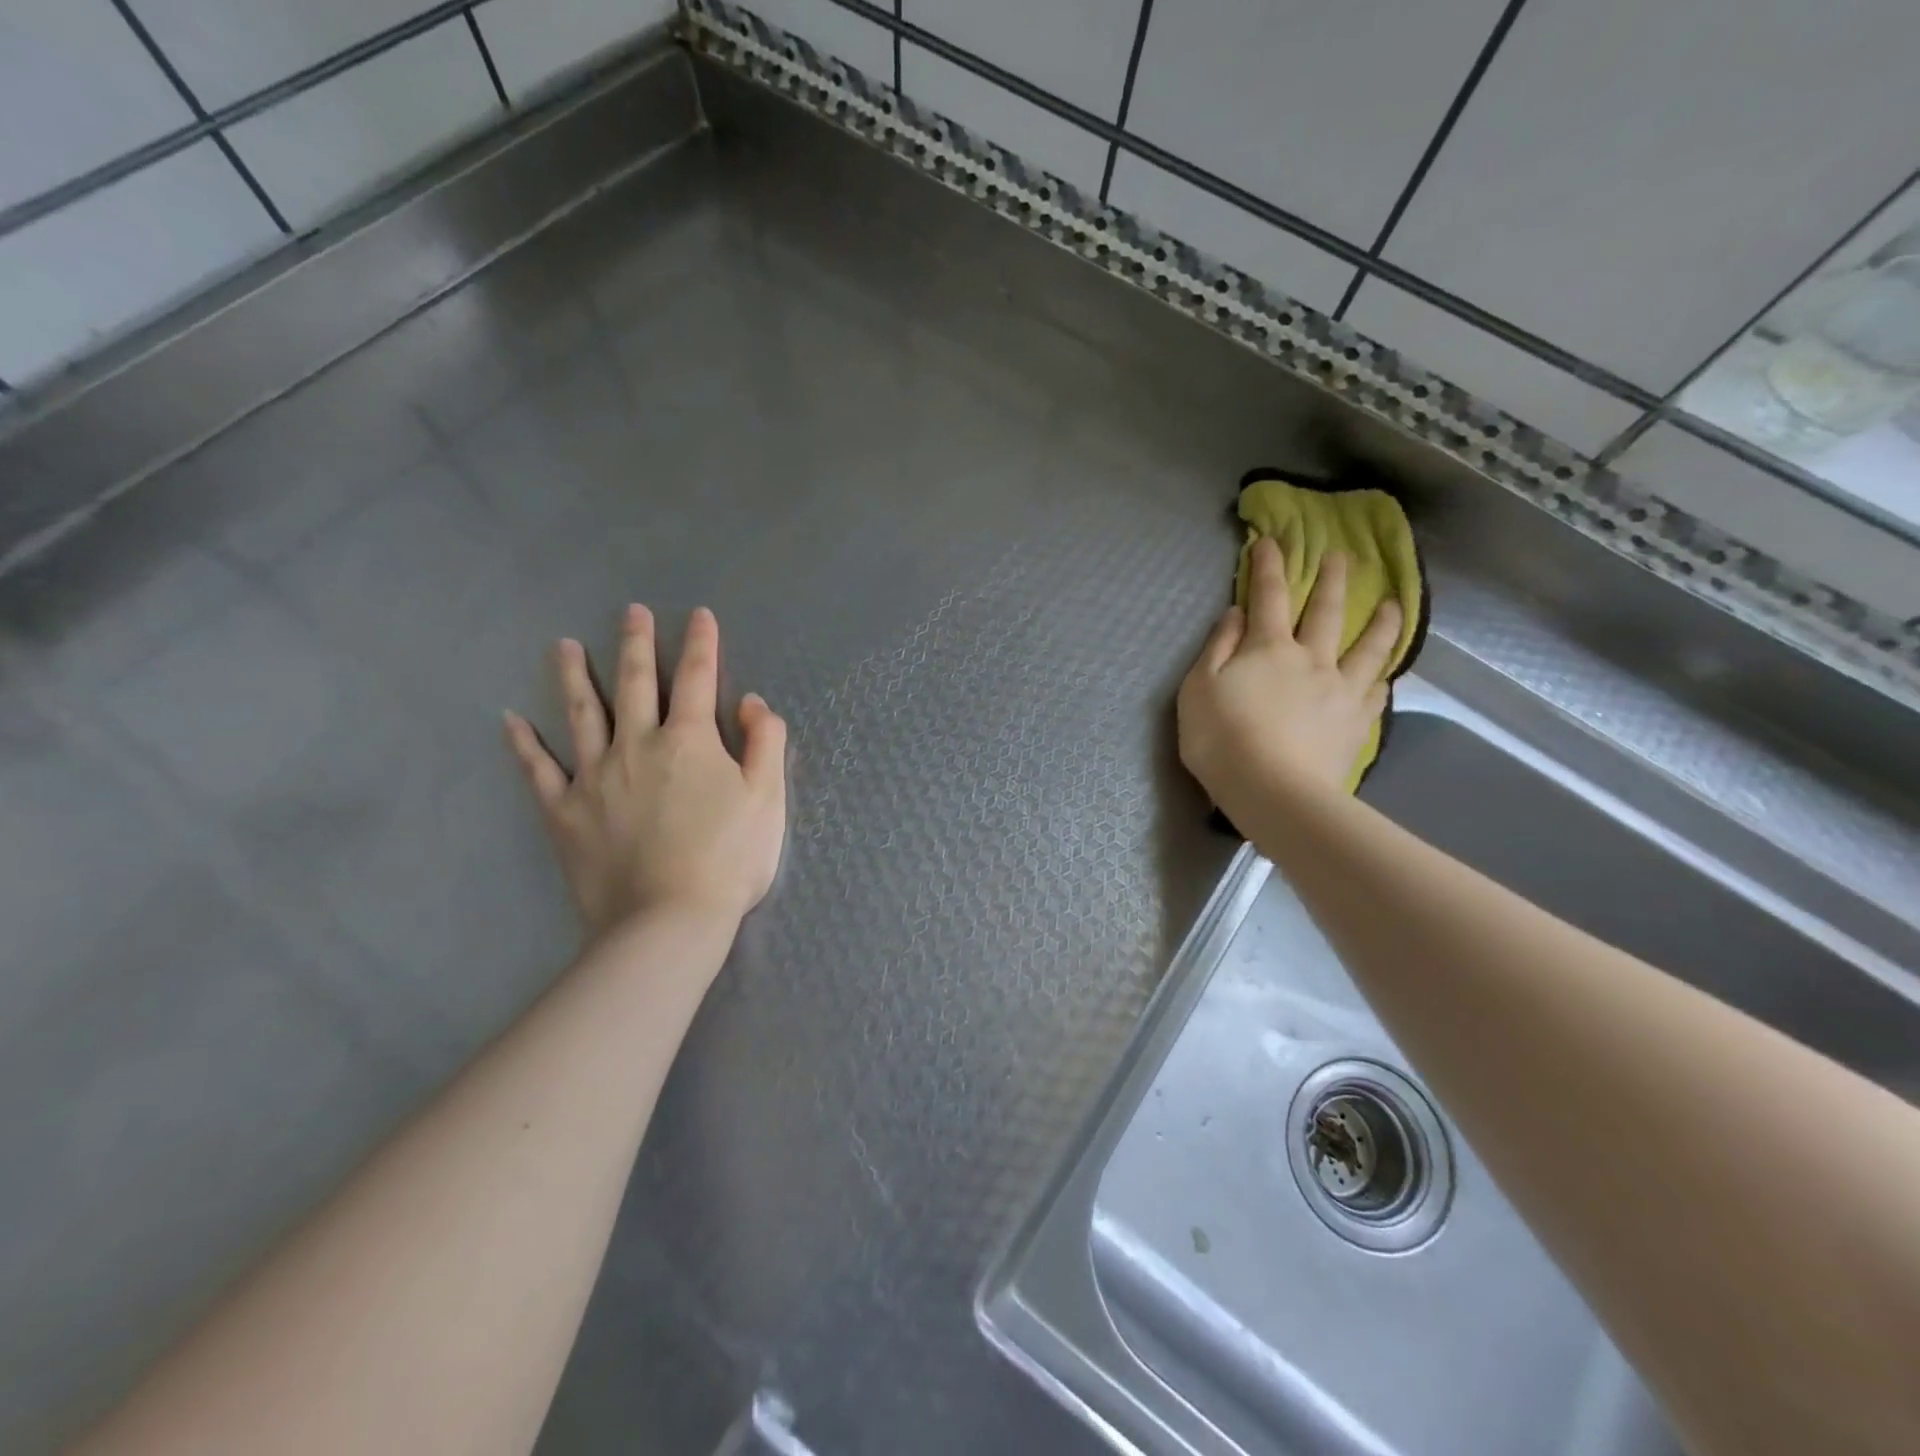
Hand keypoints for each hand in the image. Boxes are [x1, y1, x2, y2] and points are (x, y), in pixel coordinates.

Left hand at [504, 605, 787, 935]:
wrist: (668, 922)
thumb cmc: (728, 860)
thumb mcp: (767, 799)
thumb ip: (765, 744)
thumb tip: (753, 703)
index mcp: (690, 740)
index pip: (698, 678)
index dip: (702, 644)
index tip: (699, 615)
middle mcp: (637, 745)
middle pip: (634, 683)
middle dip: (636, 644)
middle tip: (630, 611)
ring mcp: (594, 777)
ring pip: (581, 714)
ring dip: (573, 676)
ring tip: (562, 645)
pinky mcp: (564, 812)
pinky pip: (538, 771)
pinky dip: (523, 745)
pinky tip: (510, 721)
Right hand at [1177, 539, 1400, 812]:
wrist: (1273, 792)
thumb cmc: (1222, 740)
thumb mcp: (1198, 689)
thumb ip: (1218, 648)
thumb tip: (1235, 614)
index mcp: (1269, 648)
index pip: (1269, 597)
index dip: (1268, 566)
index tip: (1271, 541)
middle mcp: (1312, 659)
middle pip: (1327, 612)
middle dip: (1332, 580)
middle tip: (1342, 556)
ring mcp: (1340, 691)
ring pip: (1368, 648)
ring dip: (1382, 622)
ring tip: (1394, 604)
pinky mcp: (1356, 724)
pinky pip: (1375, 693)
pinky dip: (1381, 678)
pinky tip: (1386, 674)